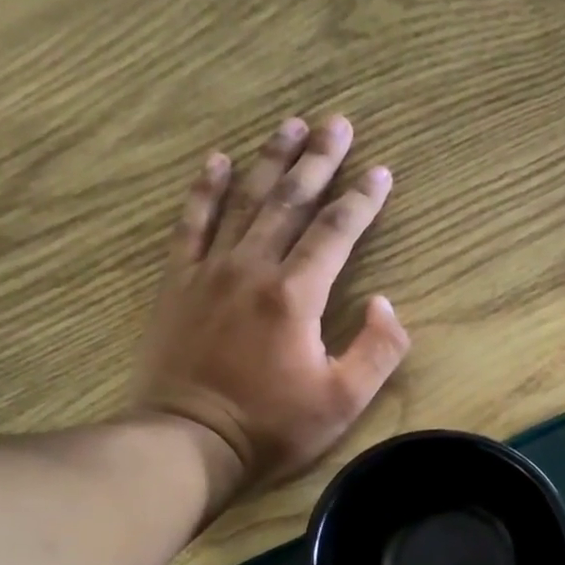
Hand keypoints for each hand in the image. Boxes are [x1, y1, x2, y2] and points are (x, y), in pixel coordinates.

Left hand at [133, 114, 410, 493]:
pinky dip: (204, 190)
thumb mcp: (342, 402)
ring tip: (289, 125)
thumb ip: (376, 351)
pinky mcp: (178, 284)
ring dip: (270, 161)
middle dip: (318, 161)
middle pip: (291, 202)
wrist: (190, 441)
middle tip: (337, 123)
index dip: (362, 200)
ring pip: (244, 201)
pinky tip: (217, 161)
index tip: (381, 172)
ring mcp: (210, 271)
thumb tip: (386, 304)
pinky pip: (191, 224)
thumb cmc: (272, 427)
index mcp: (296, 295)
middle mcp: (253, 268)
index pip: (336, 232)